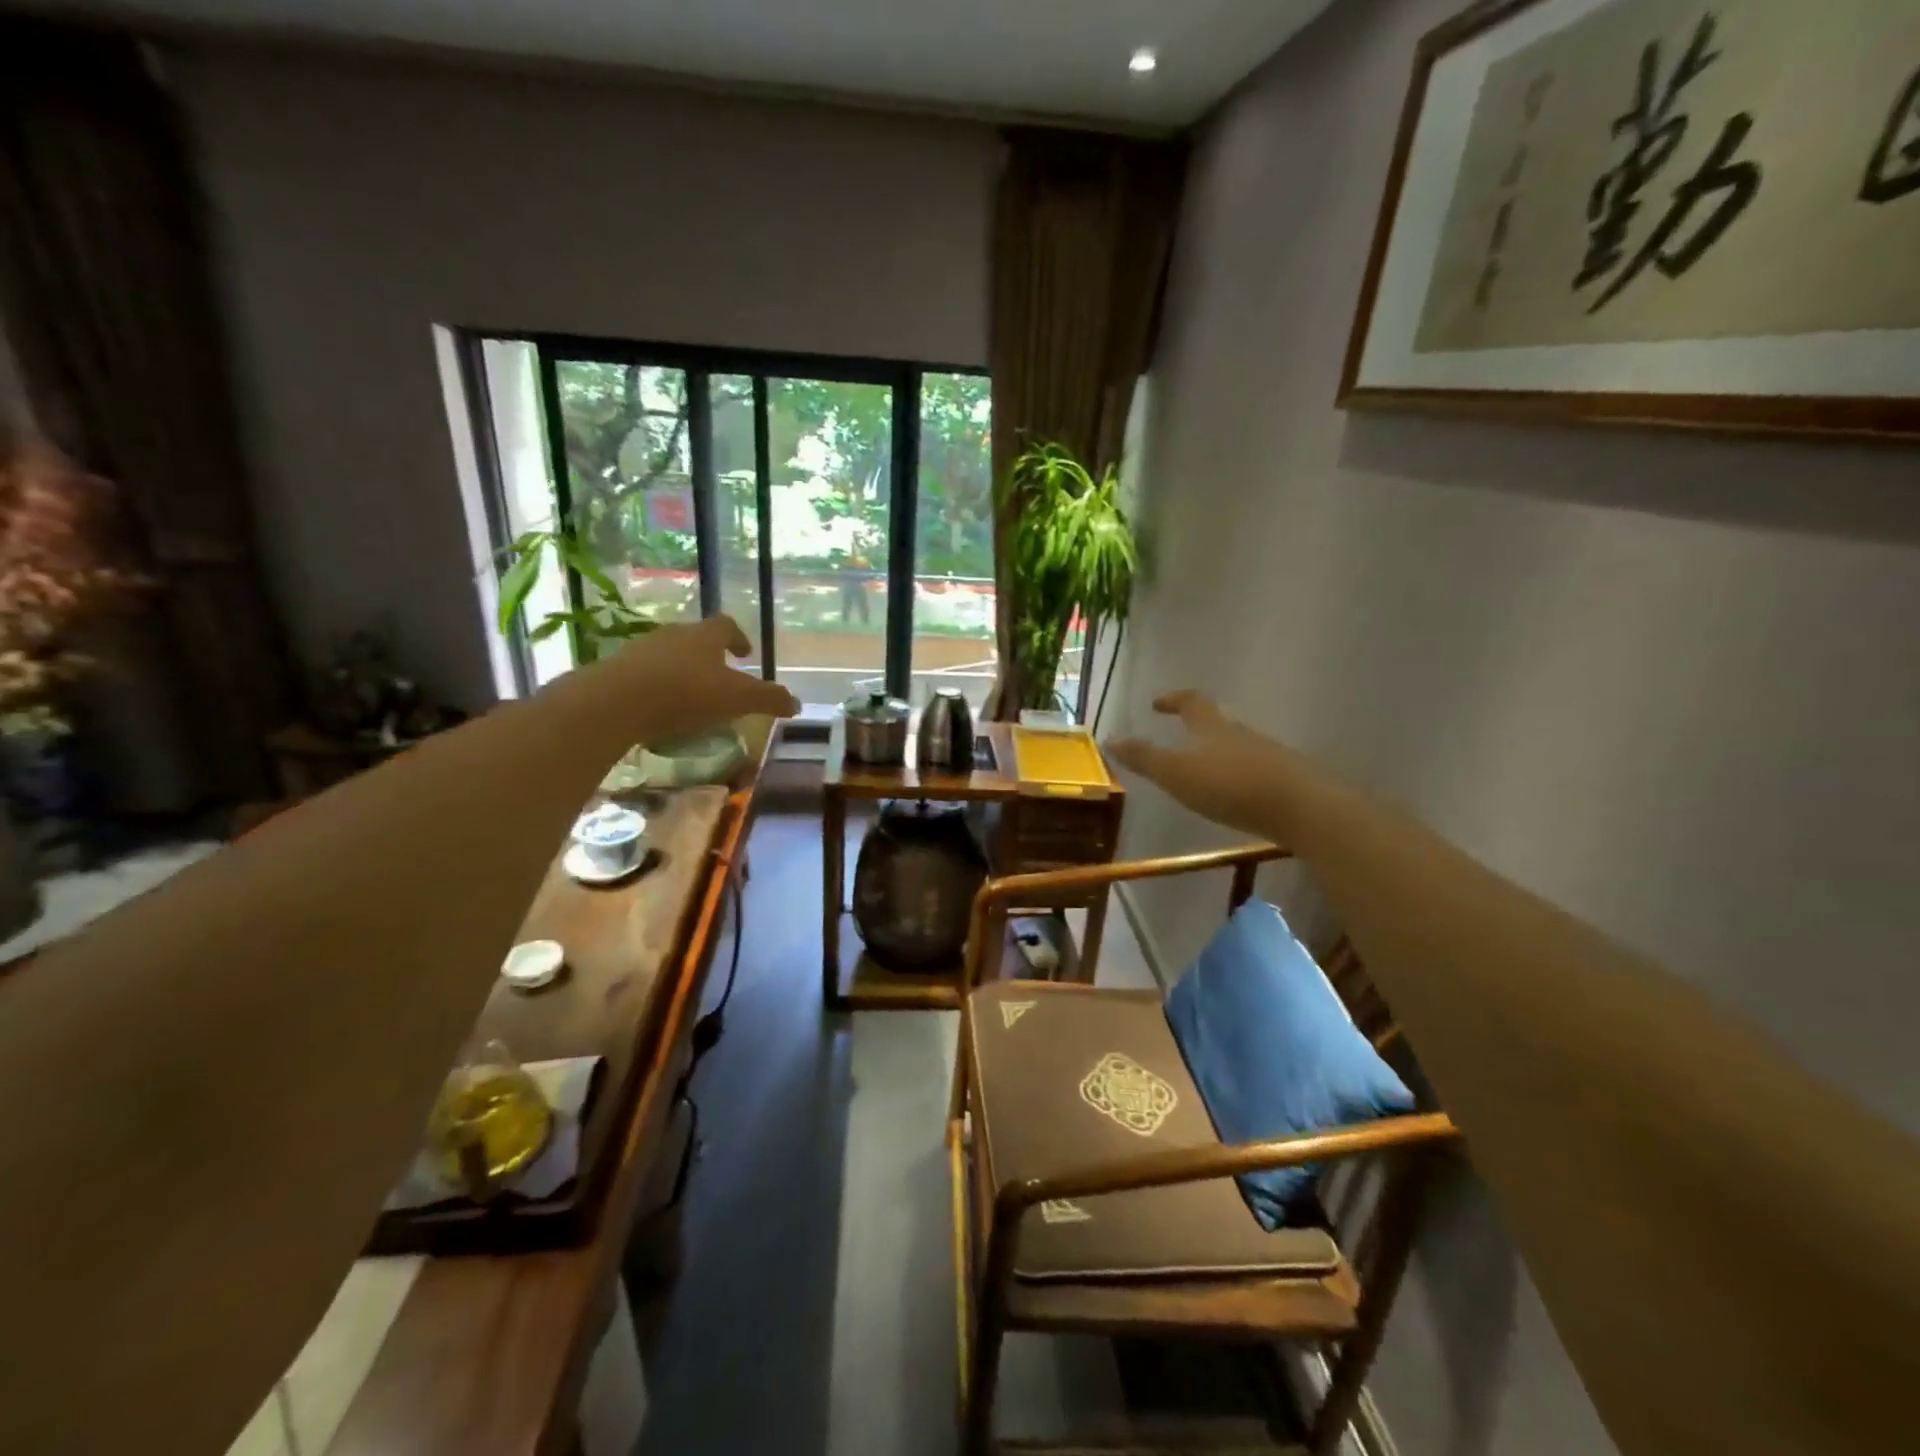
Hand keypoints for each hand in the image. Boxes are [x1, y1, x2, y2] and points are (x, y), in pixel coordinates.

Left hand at [609, 615, 799, 740]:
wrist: (615, 703)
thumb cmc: (686, 693)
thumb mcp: (737, 699)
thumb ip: (768, 699)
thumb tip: (796, 703)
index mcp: (705, 636)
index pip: (726, 626)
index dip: (739, 638)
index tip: (745, 653)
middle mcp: (673, 635)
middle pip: (696, 639)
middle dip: (710, 656)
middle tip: (722, 677)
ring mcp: (641, 650)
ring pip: (669, 656)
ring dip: (682, 671)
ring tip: (692, 697)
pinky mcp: (616, 671)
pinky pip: (645, 676)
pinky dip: (658, 688)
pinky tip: (661, 711)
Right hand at [1108, 691, 1299, 838]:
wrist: (1301, 808)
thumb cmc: (1230, 785)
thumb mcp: (1177, 773)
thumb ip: (1144, 758)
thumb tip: (1110, 738)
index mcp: (1212, 726)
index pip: (1191, 701)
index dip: (1173, 699)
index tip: (1157, 704)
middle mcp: (1240, 733)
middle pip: (1216, 722)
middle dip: (1196, 728)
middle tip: (1178, 738)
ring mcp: (1267, 755)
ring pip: (1236, 747)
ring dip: (1217, 753)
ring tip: (1201, 772)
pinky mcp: (1285, 779)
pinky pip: (1253, 770)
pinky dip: (1236, 776)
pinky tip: (1232, 796)